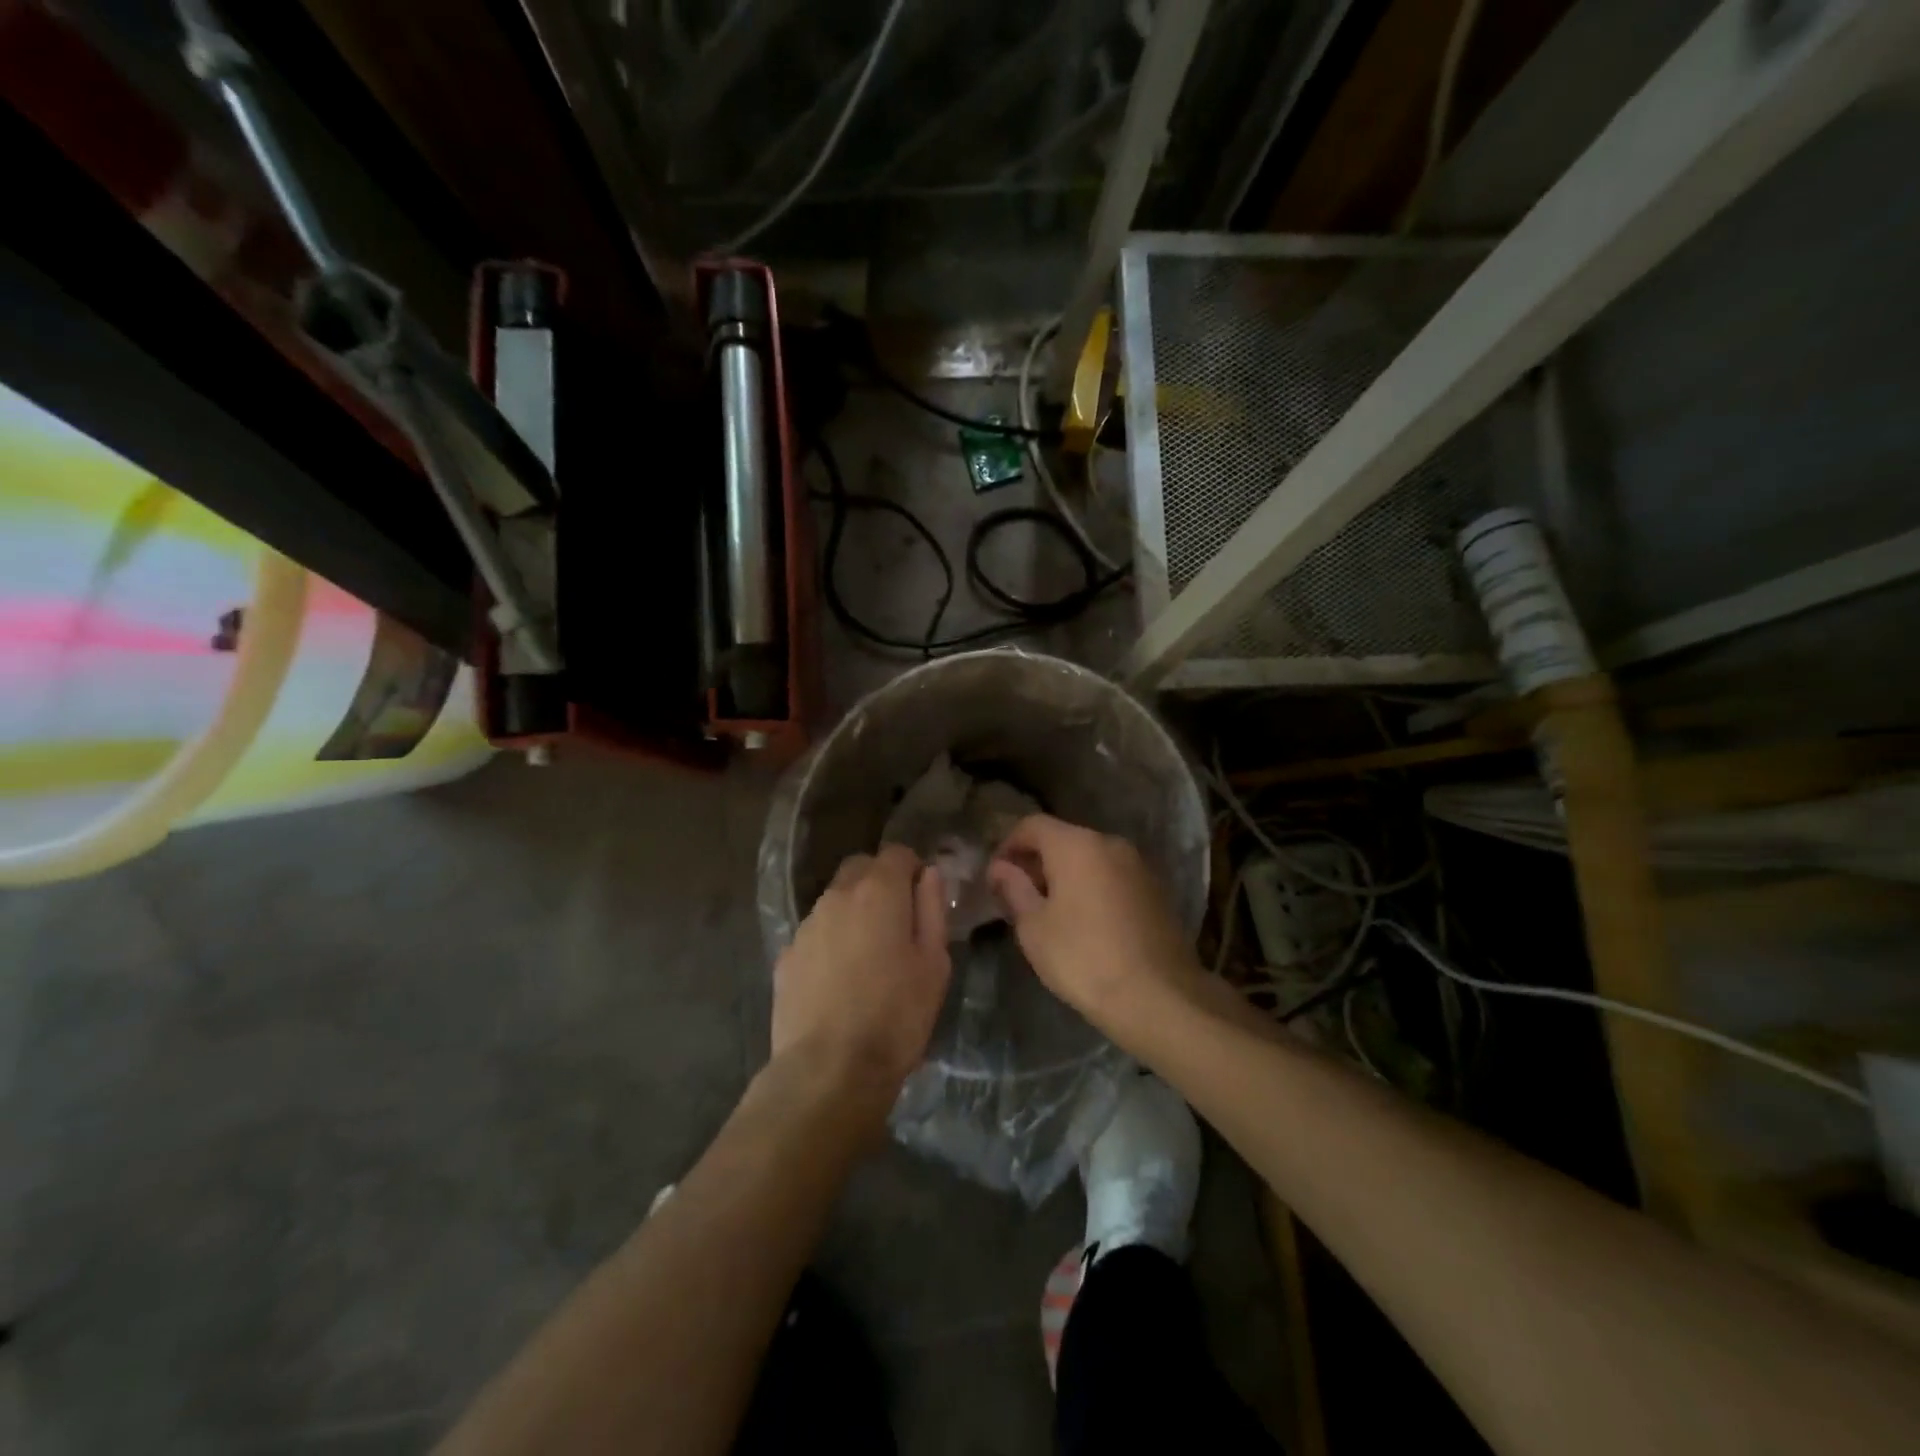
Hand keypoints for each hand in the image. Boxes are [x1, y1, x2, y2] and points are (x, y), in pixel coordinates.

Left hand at [772, 845, 951, 1104]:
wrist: (828, 1071)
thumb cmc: (895, 1016)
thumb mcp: (934, 964)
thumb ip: (932, 910)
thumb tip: (928, 875)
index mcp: (878, 892)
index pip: (897, 852)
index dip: (912, 868)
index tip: (922, 897)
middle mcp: (837, 896)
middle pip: (860, 868)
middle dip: (880, 881)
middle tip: (897, 921)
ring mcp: (806, 926)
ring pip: (834, 900)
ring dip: (853, 912)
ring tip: (868, 956)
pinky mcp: (786, 956)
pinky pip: (815, 933)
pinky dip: (830, 941)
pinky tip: (839, 980)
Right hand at [987, 814, 1202, 1036]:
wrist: (1159, 997)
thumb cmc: (1084, 958)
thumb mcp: (1034, 927)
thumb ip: (1014, 889)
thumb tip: (1000, 868)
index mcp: (1076, 845)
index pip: (1032, 825)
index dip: (1008, 846)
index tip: (996, 877)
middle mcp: (1110, 843)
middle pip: (1063, 839)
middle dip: (1037, 862)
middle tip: (1018, 896)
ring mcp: (1138, 865)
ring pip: (1090, 858)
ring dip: (1066, 875)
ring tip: (1050, 912)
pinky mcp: (1156, 890)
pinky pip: (1112, 876)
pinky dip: (1092, 887)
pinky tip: (1085, 922)